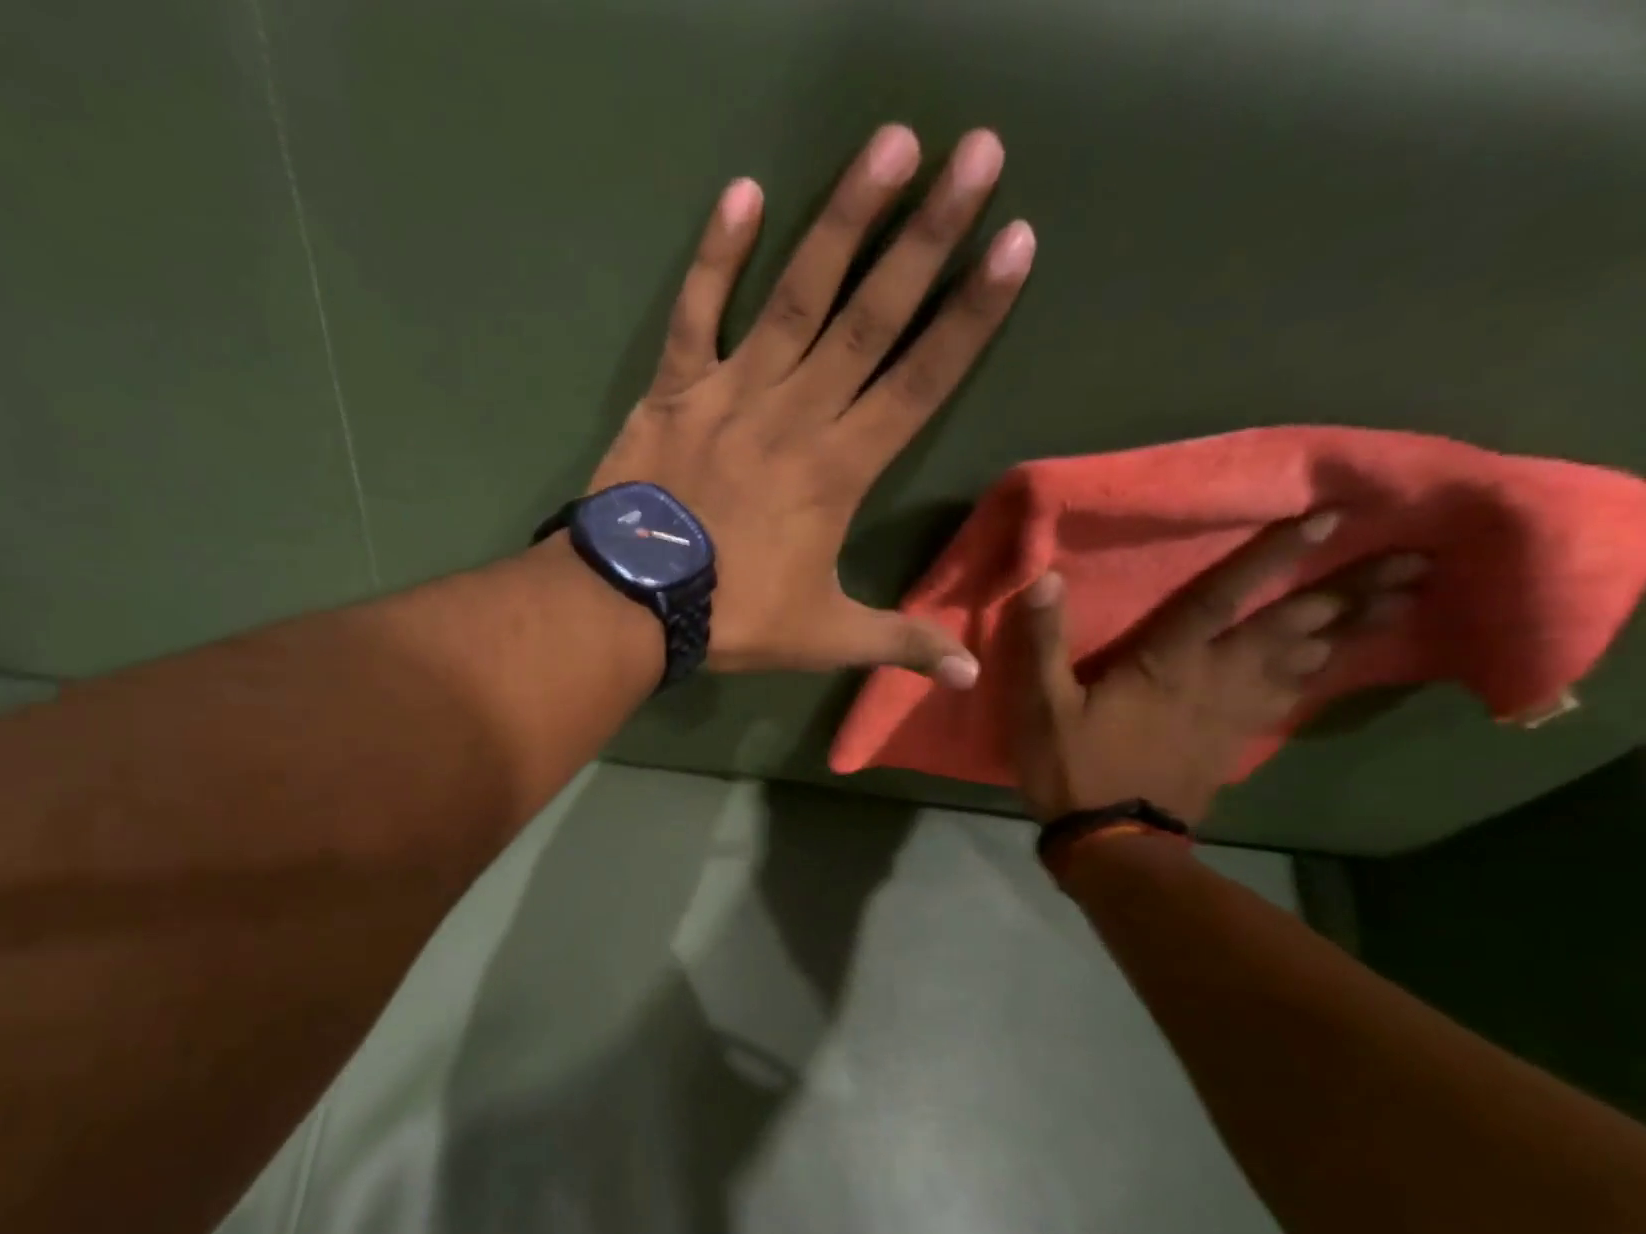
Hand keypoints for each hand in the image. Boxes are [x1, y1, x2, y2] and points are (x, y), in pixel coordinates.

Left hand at [590, 124, 1036, 686]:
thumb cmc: (733, 618)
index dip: (971, 314)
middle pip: (872, 316)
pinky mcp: (674, 389)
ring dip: (843, 219)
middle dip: (929, 235)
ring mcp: (731, 392)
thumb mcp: (824, 637)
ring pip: (796, 296)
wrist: (634, 605)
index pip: (921, 379)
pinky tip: (742, 192)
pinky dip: (714, 256)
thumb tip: (972, 674)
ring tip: (891, 144)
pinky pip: (696, 313)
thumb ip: (899, 643)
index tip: (1015, 243)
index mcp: (840, 467)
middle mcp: (796, 412)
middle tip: (977, 152)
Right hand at [1006, 511, 1429, 824]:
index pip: (1224, 597)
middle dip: (1352, 591)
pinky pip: (1292, 696)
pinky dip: (1323, 673)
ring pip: (1306, 661)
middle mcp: (1216, 677)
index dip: (1272, 556)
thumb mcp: (1041, 705)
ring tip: (1404, 601)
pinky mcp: (1238, 739)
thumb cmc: (1074, 766)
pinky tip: (1340, 661)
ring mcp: (1234, 711)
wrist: (1112, 838)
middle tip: (1417, 560)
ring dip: (1356, 630)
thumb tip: (1045, 578)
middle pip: (1293, 627)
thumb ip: (1043, 642)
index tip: (1331, 517)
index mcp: (1169, 662)